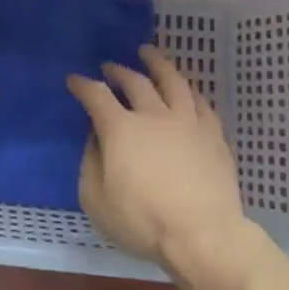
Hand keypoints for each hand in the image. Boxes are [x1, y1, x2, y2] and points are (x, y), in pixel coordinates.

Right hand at [68, 44, 248, 267]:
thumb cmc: (143, 221)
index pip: (96, 96)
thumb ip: (90, 164)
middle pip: (135, 81)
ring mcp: (187, 122)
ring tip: (149, 53)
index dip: (83, 85)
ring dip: (157, 64)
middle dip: (118, 70)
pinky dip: (188, 90)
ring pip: (172, 81)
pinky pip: (201, 102)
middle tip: (109, 66)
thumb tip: (94, 139)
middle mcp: (153, 115)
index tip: (74, 79)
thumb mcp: (96, 200)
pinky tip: (186, 89)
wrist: (205, 236)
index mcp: (120, 129)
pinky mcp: (214, 135)